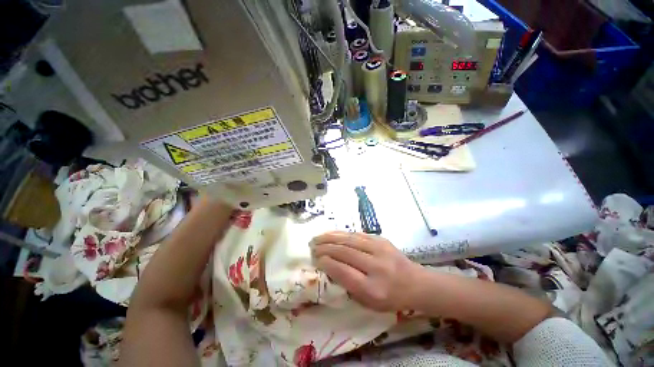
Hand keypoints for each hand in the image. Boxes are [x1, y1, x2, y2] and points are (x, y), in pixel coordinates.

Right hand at [310, 231, 423, 311]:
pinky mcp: (381, 239)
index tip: (315, 259)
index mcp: (372, 289)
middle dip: (325, 248)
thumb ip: (349, 286)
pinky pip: (357, 234)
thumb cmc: (391, 298)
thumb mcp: (369, 302)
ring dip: (330, 237)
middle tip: (312, 246)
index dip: (326, 263)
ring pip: (349, 239)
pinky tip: (333, 234)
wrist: (416, 283)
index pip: (343, 271)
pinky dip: (342, 234)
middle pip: (344, 252)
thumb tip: (330, 266)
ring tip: (317, 237)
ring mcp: (379, 249)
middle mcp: (375, 266)